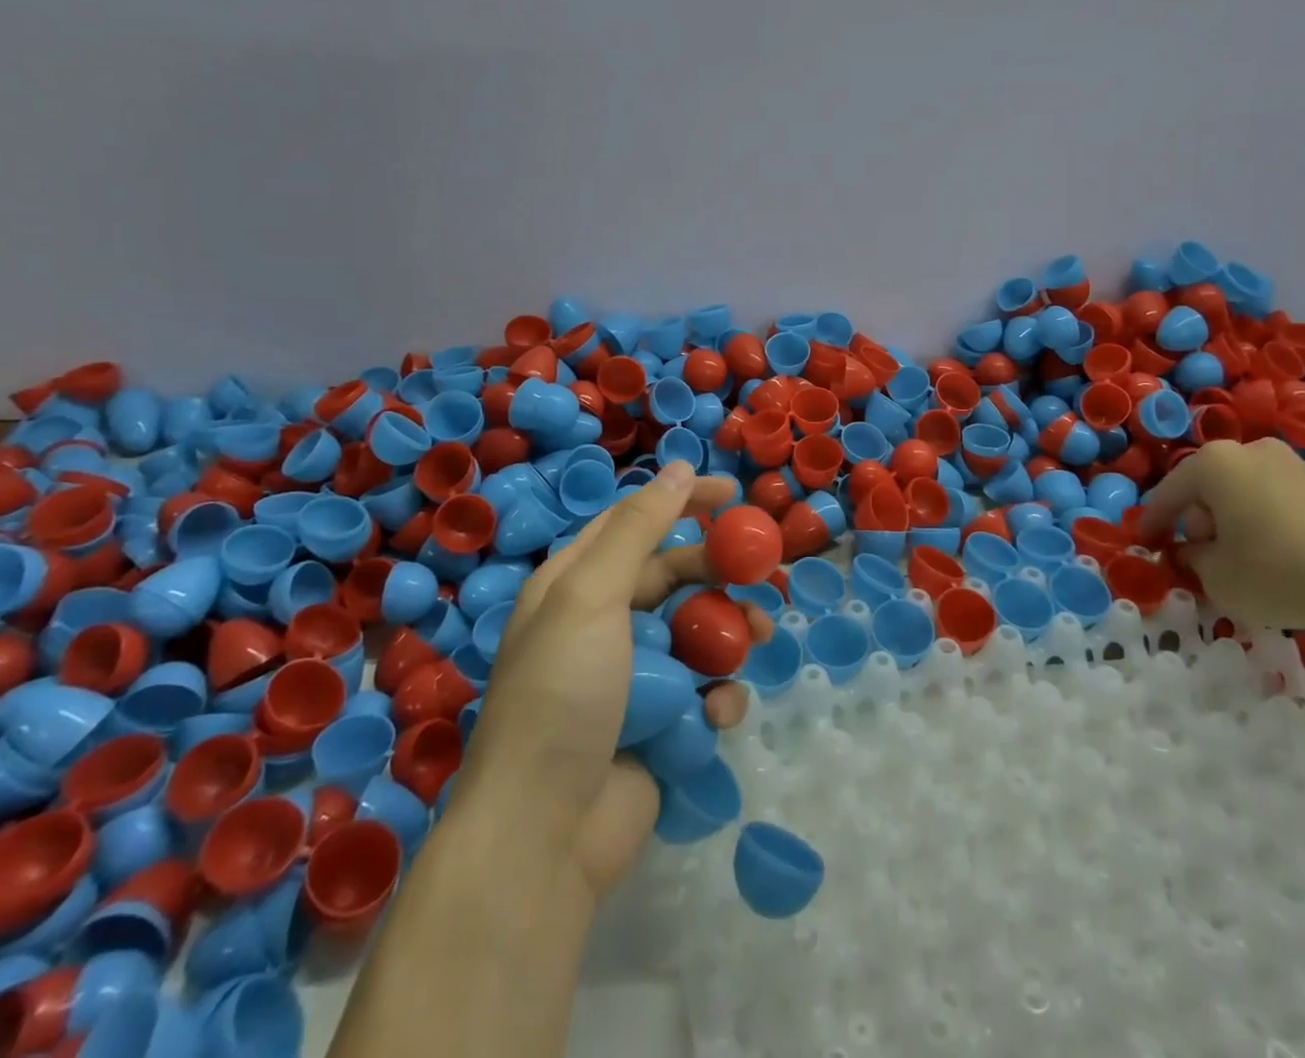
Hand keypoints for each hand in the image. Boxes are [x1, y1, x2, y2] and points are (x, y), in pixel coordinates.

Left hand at [453, 462, 770, 901]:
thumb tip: (680, 467)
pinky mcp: (657, 725)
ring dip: (730, 632)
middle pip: (673, 577)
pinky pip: (700, 692)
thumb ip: (639, 529)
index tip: (733, 493)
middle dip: (719, 573)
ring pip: (695, 633)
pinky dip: (716, 696)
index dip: (683, 501)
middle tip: (762, 573)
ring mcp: (631, 678)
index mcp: (575, 585)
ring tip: (758, 638)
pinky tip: (718, 711)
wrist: (542, 836)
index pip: (635, 523)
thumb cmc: (562, 695)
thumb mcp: (592, 595)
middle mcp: (602, 624)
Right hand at [1141, 438, 1304, 634]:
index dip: (1152, 526)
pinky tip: (1283, 562)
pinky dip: (1269, 528)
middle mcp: (1251, 452)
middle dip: (1198, 523)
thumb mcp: (1217, 578)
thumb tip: (1194, 553)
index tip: (1146, 549)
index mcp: (1213, 464)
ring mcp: (1295, 466)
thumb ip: (1192, 561)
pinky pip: (1279, 505)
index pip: (1166, 494)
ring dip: (1235, 525)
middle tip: (1200, 559)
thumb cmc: (1280, 571)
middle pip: (1207, 490)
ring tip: (1244, 564)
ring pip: (1244, 495)